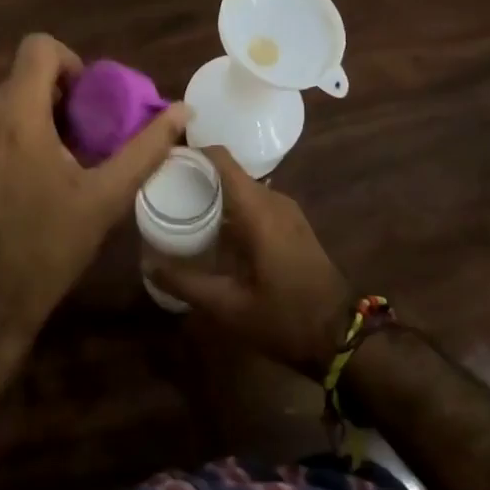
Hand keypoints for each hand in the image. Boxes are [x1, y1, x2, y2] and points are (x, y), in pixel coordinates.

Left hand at [0, 34, 186, 461]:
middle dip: (58, 95)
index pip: (38, 47)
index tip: (90, 100)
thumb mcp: (105, 197)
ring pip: (4, 101)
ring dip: (35, 115)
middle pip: (23, 76)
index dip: (70, 62)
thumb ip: (145, 148)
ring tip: (59, 159)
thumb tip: (182, 111)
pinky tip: (28, 178)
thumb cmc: (48, 247)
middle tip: (84, 135)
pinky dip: (11, 134)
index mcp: (17, 116)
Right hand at [146, 147, 354, 379]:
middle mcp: (273, 199)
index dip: (190, 152)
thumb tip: (146, 264)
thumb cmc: (285, 317)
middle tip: (162, 189)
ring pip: (242, 187)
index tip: (161, 161)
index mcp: (257, 209)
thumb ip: (185, 282)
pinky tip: (212, 229)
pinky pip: (254, 201)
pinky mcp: (292, 224)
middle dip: (195, 175)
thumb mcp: (228, 306)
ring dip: (213, 192)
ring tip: (180, 207)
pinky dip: (231, 206)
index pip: (221, 159)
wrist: (343, 337)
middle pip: (228, 171)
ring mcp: (286, 210)